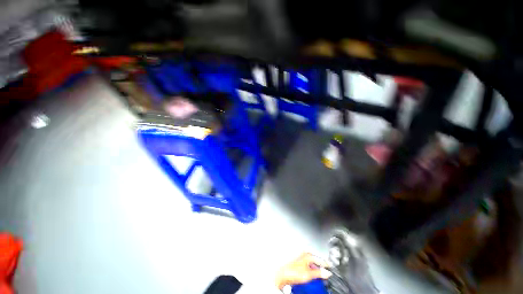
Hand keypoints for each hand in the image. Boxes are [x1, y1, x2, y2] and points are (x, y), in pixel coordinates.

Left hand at [276, 253, 331, 289]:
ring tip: (319, 275)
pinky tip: (311, 275)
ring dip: (316, 269)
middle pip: (315, 261)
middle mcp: (303, 254)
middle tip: (325, 272)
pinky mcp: (298, 264)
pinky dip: (311, 271)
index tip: (330, 267)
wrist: (283, 275)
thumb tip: (327, 272)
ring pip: (311, 264)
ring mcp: (300, 259)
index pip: (319, 258)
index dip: (326, 264)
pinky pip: (307, 267)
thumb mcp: (309, 274)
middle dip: (320, 266)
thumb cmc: (293, 271)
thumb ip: (319, 273)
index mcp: (307, 254)